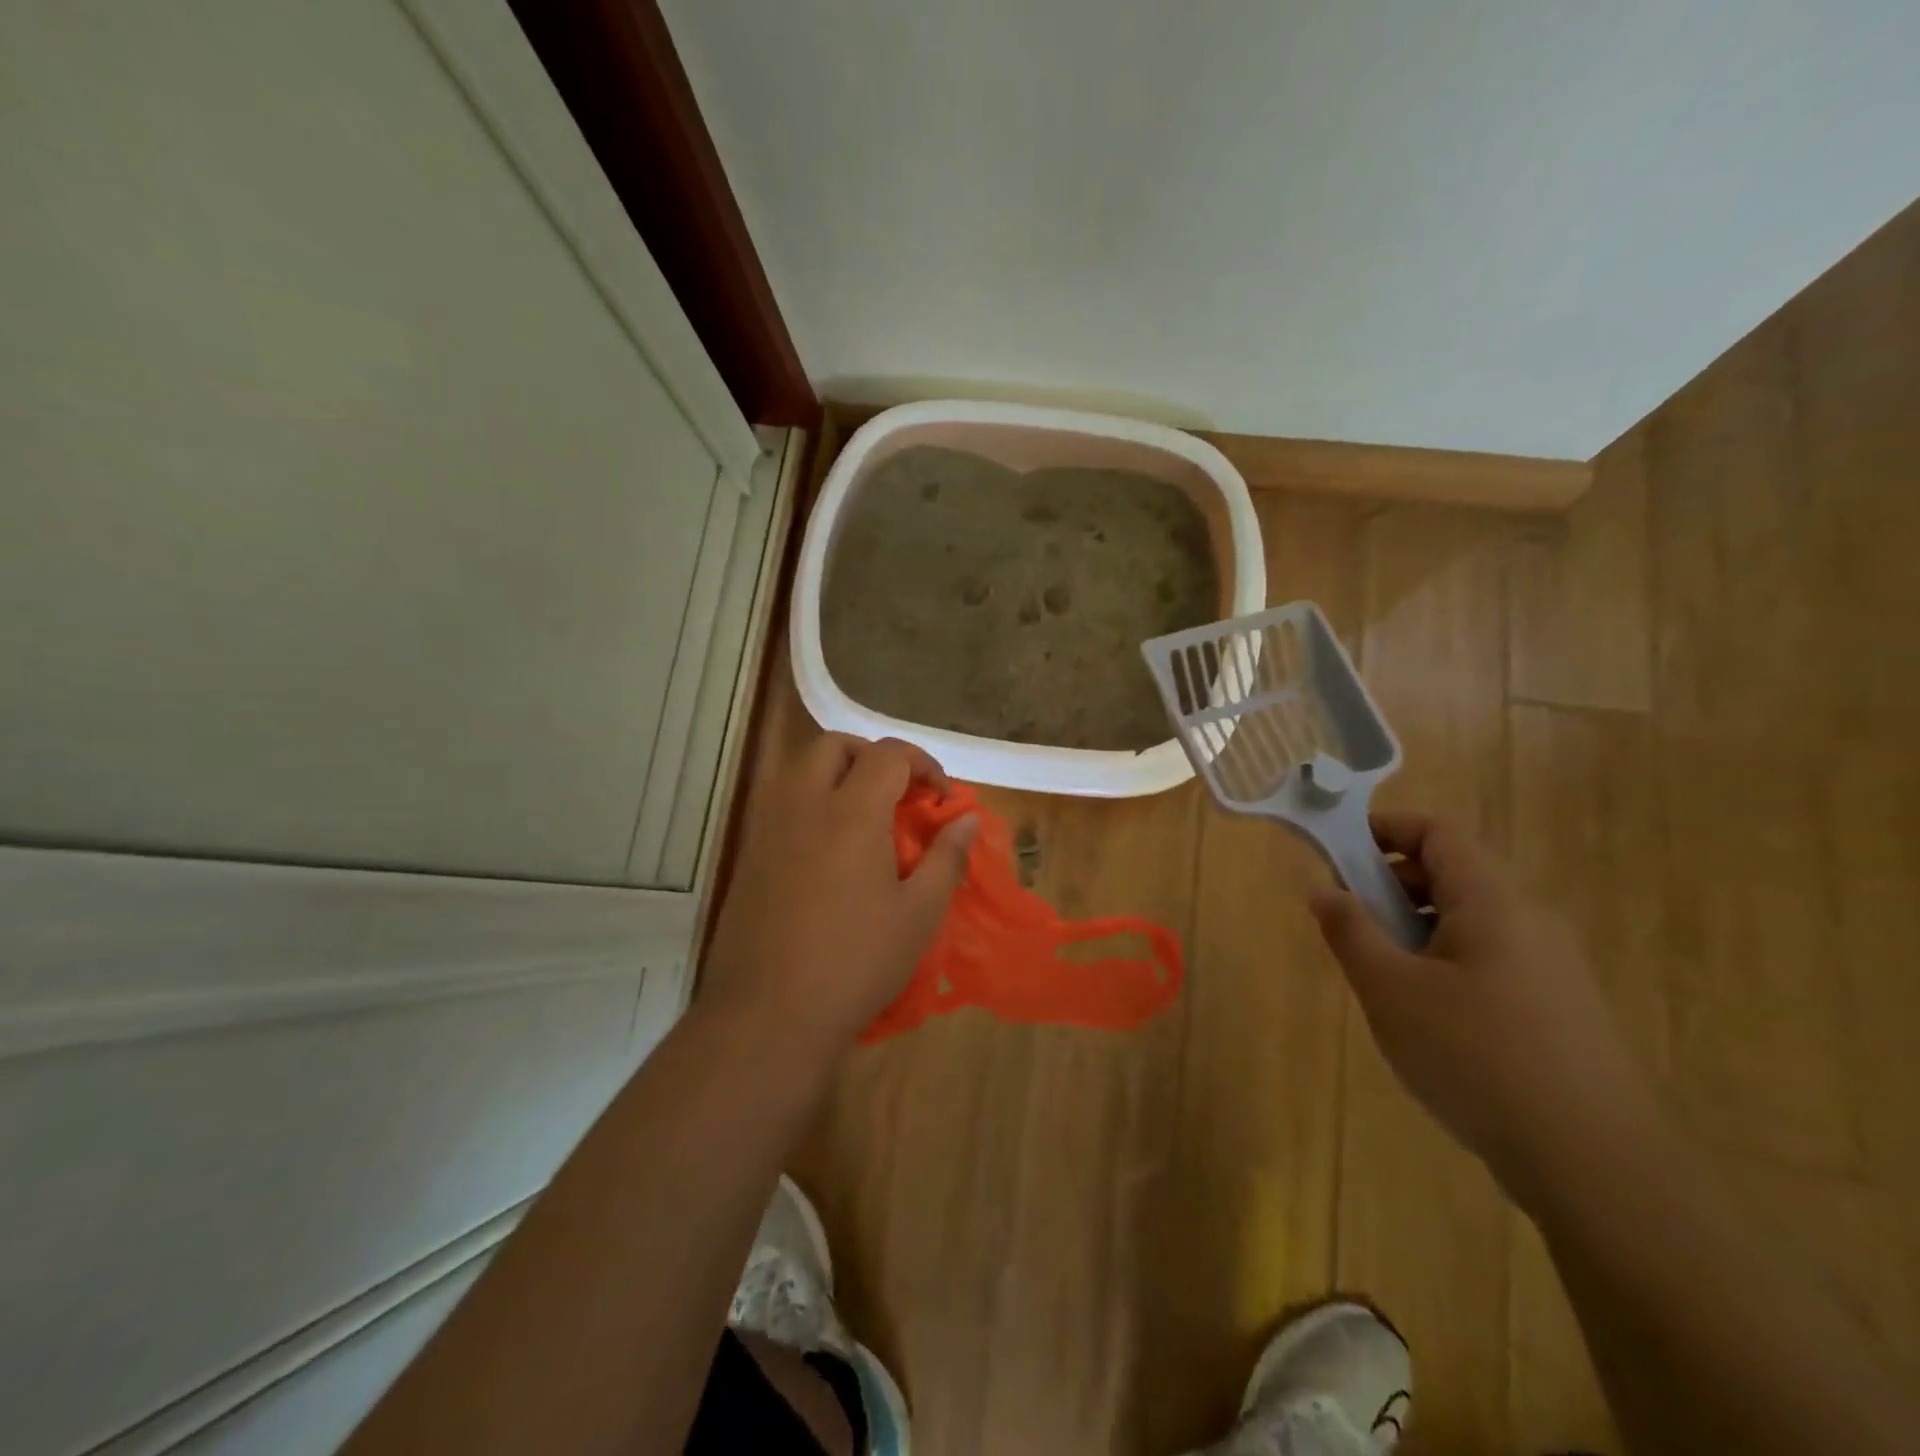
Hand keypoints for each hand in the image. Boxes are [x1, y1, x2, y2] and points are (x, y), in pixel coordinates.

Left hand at [702, 734, 978, 1057]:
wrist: (768, 1014)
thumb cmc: (855, 963)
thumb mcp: (918, 914)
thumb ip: (946, 858)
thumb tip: (966, 819)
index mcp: (851, 813)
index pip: (888, 755)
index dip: (923, 765)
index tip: (941, 800)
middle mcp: (803, 805)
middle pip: (834, 746)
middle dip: (873, 756)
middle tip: (899, 793)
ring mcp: (768, 828)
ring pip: (799, 768)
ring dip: (838, 773)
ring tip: (866, 815)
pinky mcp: (748, 854)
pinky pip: (781, 803)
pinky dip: (811, 802)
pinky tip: (829, 849)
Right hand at [1309, 812, 1663, 1206]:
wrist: (1595, 1165)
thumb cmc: (1476, 1057)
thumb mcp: (1389, 990)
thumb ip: (1350, 931)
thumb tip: (1323, 889)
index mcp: (1493, 902)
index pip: (1439, 831)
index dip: (1386, 830)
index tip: (1339, 855)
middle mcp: (1531, 920)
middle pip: (1455, 873)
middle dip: (1393, 885)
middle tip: (1353, 923)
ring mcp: (1555, 966)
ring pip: (1473, 919)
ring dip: (1418, 927)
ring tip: (1385, 976)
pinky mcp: (1563, 1008)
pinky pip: (1494, 958)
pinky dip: (1449, 961)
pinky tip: (1431, 1018)